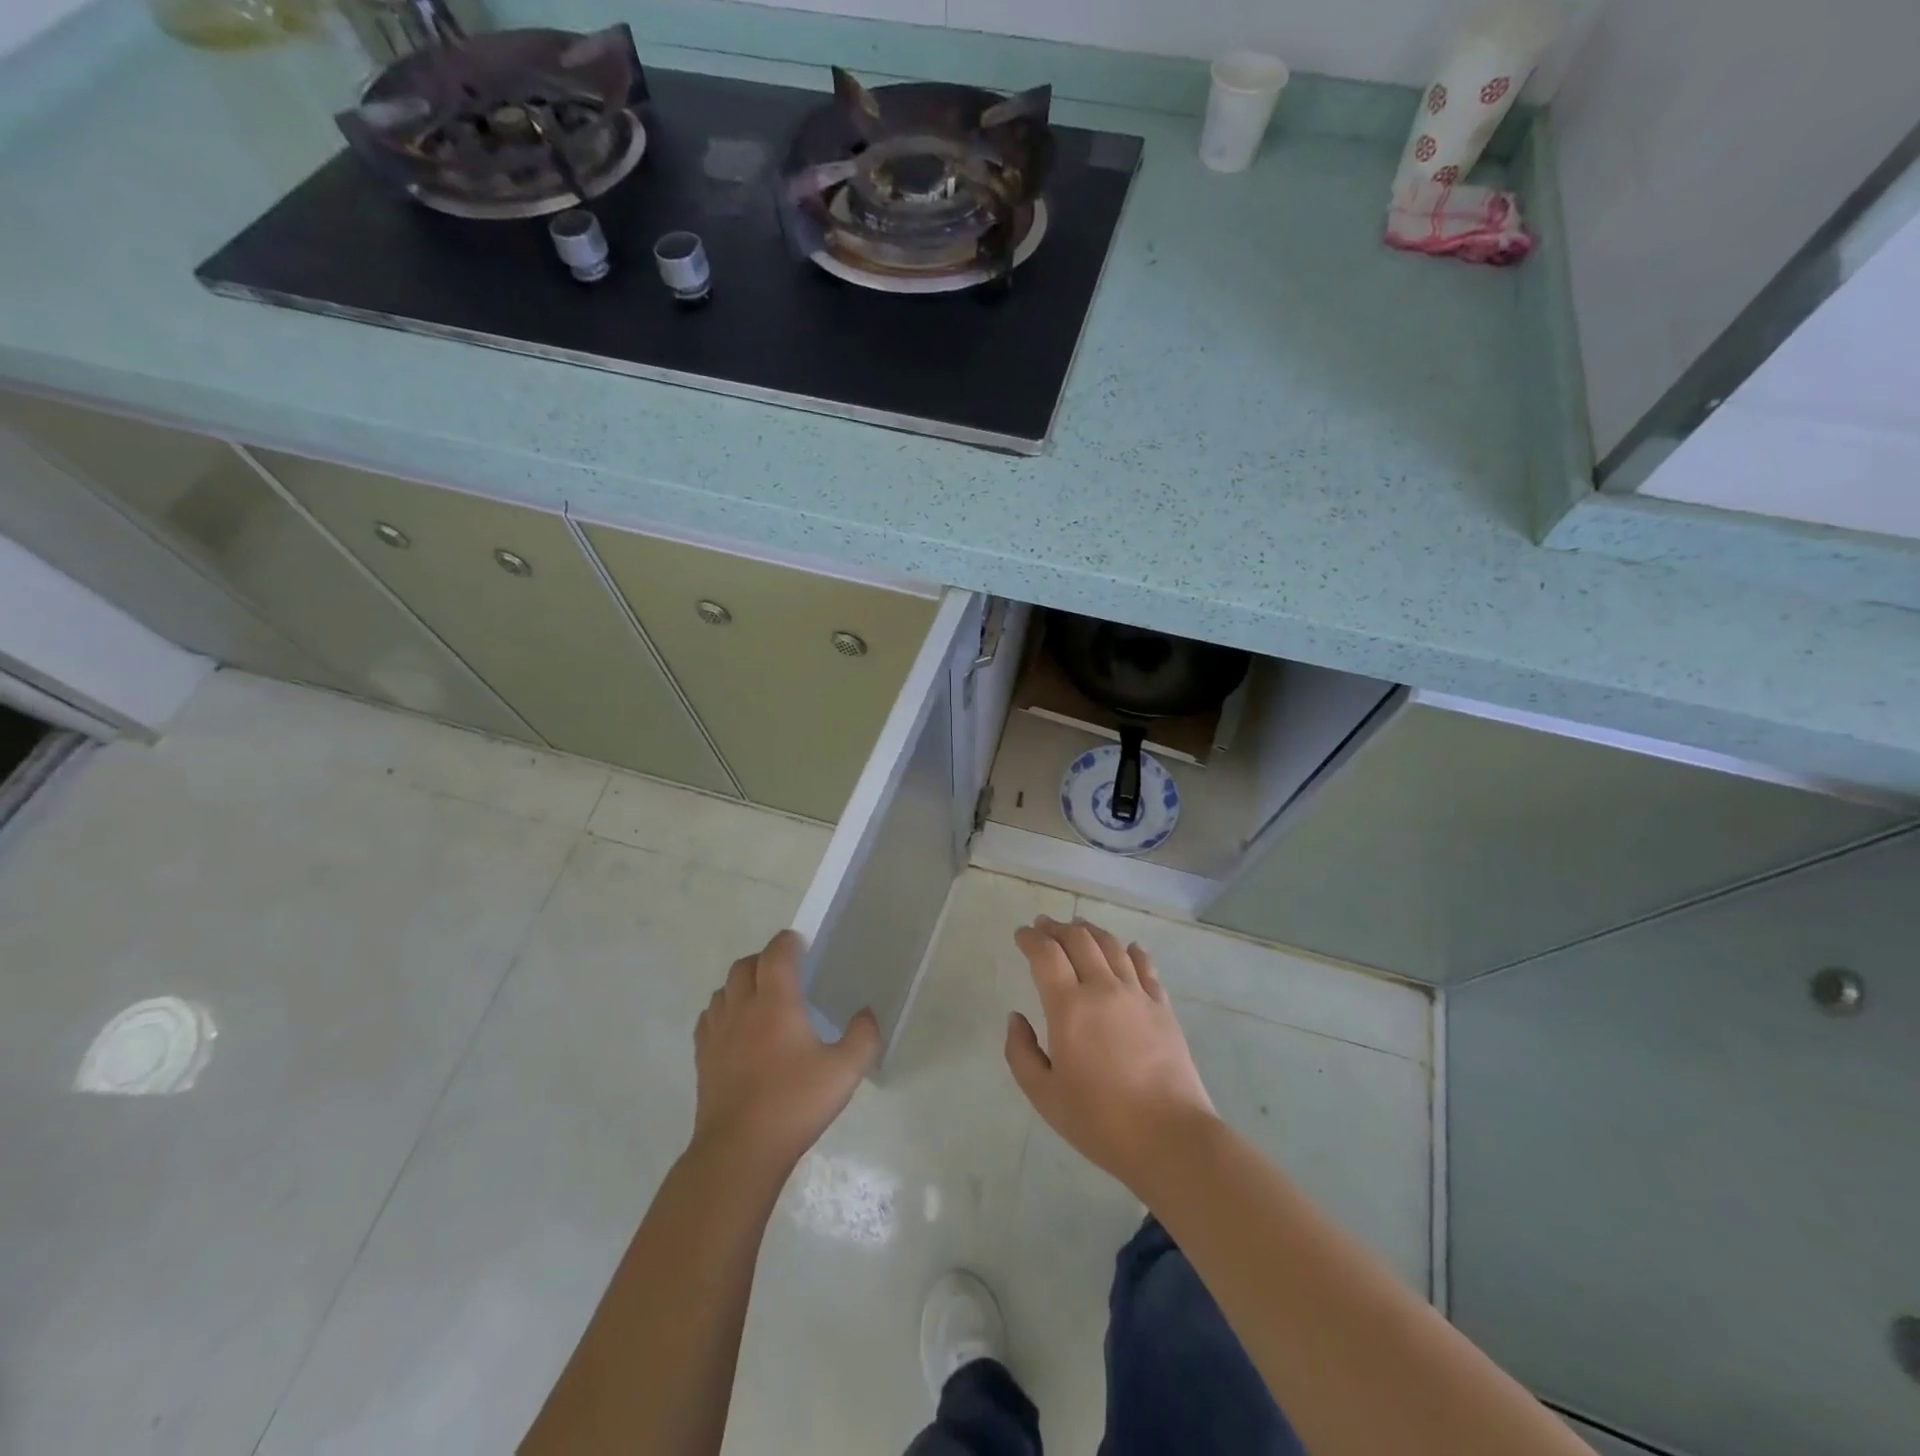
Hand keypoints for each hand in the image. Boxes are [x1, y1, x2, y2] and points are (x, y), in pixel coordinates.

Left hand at [691, 929, 879, 1174]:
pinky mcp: (703, 1059)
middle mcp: (743, 1008)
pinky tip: (735, 1029)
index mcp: (776, 1002)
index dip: (788, 942)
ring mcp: (718, 1033)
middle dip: (763, 959)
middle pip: (744, 965)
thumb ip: (863, 1037)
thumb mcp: (844, 1071)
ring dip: (741, 984)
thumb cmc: (794, 1104)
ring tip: (760, 998)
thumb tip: (866, 1014)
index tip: (800, 943)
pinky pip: (709, 1018)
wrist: (739, 1151)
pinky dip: (722, 1011)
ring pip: (723, 990)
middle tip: (784, 971)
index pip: (776, 954)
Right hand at [1005, 915, 1217, 1194]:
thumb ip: (1021, 1053)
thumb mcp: (1044, 1096)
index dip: (1030, 938)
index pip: (1046, 954)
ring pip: (1112, 946)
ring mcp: (1137, 994)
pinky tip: (1128, 948)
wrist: (1170, 1137)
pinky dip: (1132, 951)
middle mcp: (1103, 988)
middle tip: (1044, 926)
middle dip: (1057, 928)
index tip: (1020, 935)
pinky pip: (1145, 966)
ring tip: (1079, 928)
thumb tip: (1016, 1018)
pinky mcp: (1163, 1007)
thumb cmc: (1100, 1121)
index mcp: (1069, 1007)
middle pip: (1079, 939)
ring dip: (1091, 931)